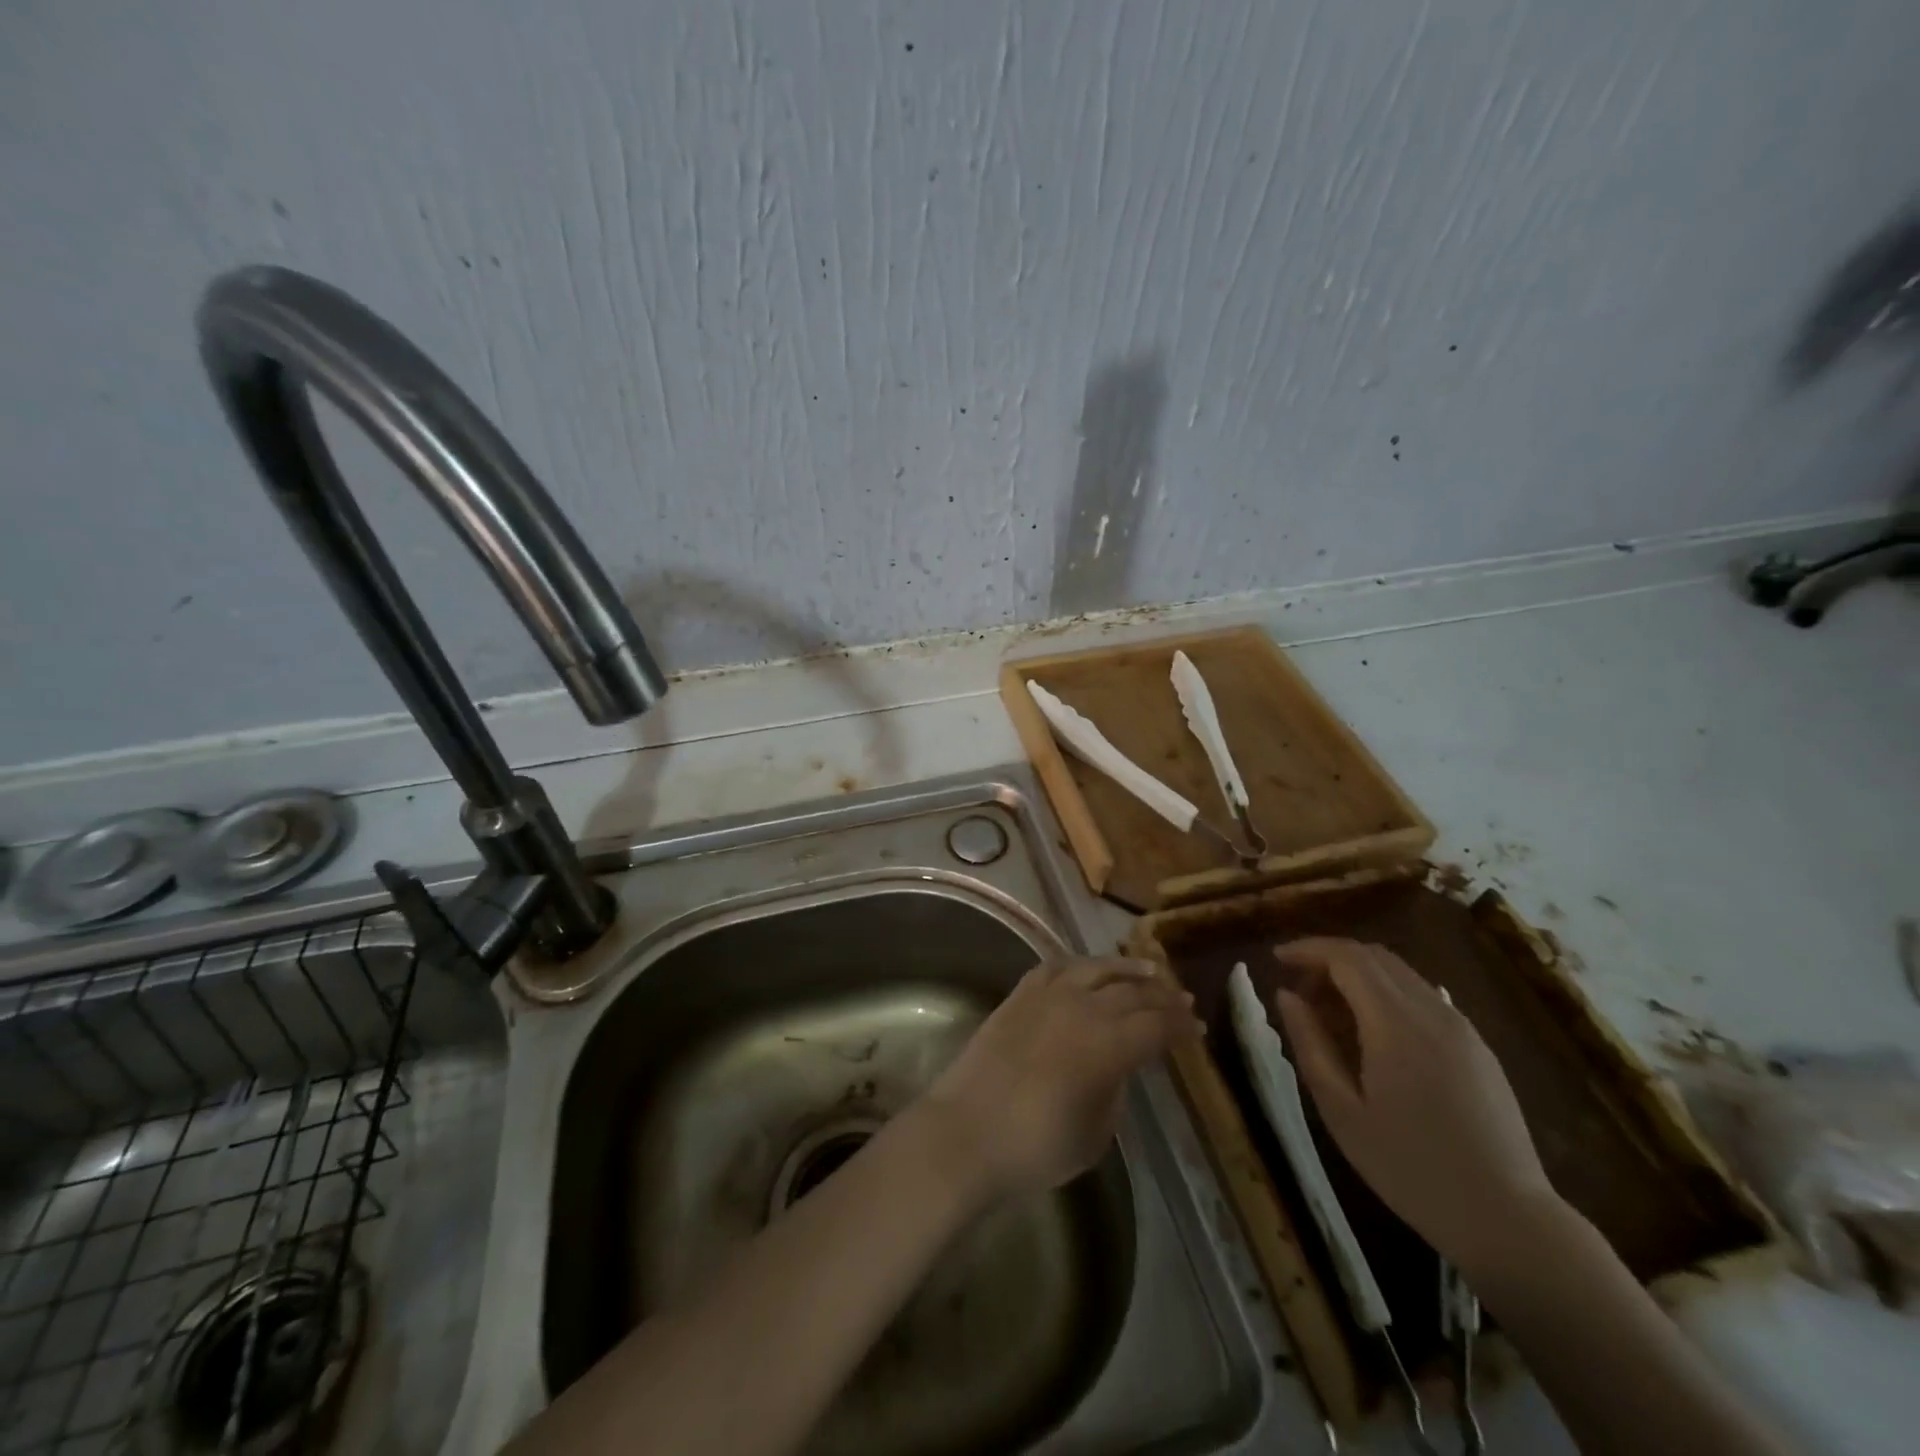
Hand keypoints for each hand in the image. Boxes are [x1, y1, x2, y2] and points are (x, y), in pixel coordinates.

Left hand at [918, 956, 1200, 1202]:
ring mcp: (1047, 996)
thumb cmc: (1036, 1148)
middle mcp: (1082, 1009)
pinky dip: (1078, 965)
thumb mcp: (1095, 1133)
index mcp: (1108, 1046)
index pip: (1156, 1025)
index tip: (1197, 1029)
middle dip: (1162, 996)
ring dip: (1127, 969)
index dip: (1180, 1026)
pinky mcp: (1019, 995)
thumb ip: (1115, 1092)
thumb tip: (1118, 1067)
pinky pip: (1054, 967)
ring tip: (1149, 970)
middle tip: (1182, 999)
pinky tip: (1088, 969)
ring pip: (1096, 968)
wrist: (965, 1134)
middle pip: (1132, 993)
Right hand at [1271, 937, 1563, 1273]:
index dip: (1308, 949)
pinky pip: (1424, 998)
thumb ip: (1310, 1043)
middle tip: (1300, 990)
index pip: (1346, 957)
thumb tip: (1286, 995)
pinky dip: (1387, 996)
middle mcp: (1432, 1012)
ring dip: (1359, 977)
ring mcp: (1462, 1027)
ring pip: (1401, 974)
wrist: (1508, 1220)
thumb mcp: (1341, 1110)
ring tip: (1331, 1014)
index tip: (1277, 959)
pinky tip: (1374, 1036)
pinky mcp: (1478, 1047)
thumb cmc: (1410, 1168)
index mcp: (1395, 1024)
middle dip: (1330, 959)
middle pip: (1374, 956)